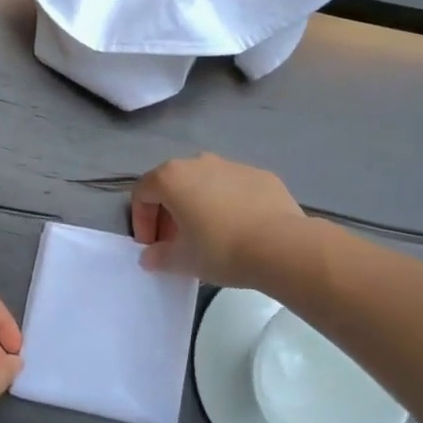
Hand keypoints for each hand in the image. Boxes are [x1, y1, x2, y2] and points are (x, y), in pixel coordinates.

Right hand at [131, 153, 308, 287]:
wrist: (281, 246)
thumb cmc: (221, 249)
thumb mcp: (182, 260)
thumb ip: (159, 257)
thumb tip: (150, 257)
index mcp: (172, 177)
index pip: (143, 193)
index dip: (141, 221)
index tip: (151, 247)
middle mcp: (199, 162)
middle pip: (173, 185)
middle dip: (169, 213)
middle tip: (176, 244)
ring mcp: (232, 165)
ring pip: (204, 183)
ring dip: (198, 206)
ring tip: (208, 236)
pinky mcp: (260, 175)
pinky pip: (233, 188)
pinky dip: (228, 204)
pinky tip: (239, 230)